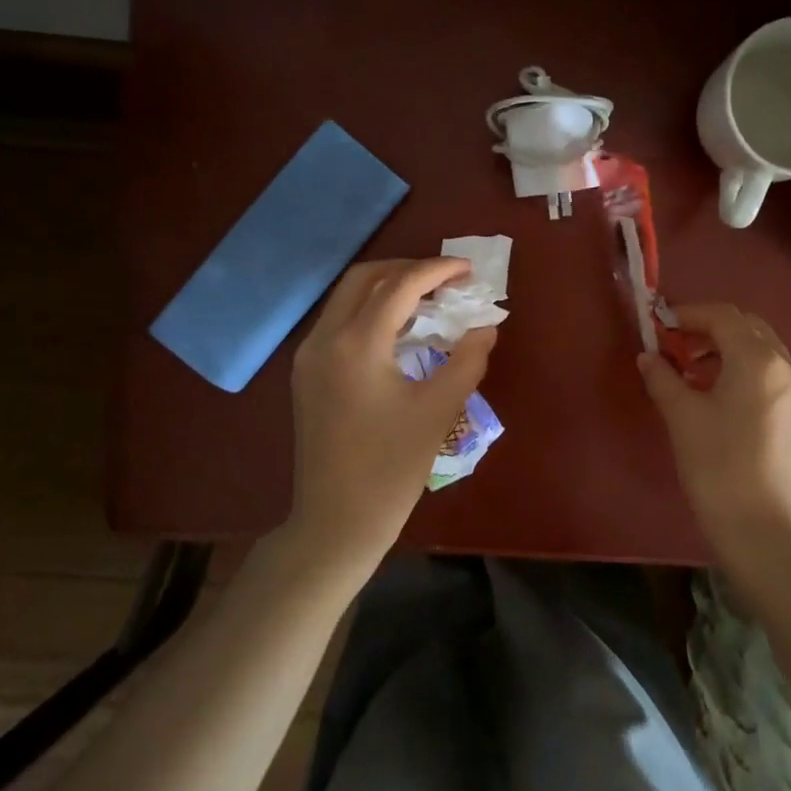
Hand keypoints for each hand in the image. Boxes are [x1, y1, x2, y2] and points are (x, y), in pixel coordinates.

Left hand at [288, 258, 496, 565]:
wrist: (335, 521)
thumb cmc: (391, 468)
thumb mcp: (438, 411)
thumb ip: (467, 360)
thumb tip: (485, 327)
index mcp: (356, 345)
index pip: (400, 286)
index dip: (437, 271)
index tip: (469, 270)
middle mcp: (324, 339)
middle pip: (364, 278)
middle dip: (407, 269)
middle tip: (446, 280)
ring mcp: (308, 357)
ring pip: (346, 298)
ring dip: (386, 288)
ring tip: (428, 299)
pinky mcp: (305, 374)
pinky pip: (338, 322)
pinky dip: (369, 311)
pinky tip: (398, 330)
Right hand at [638, 304, 790, 557]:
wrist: (761, 528)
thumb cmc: (716, 465)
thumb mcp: (681, 416)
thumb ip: (662, 377)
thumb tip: (648, 357)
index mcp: (758, 360)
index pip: (723, 316)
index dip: (689, 314)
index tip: (662, 324)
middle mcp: (789, 368)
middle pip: (749, 329)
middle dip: (711, 330)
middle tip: (678, 348)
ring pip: (765, 354)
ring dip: (730, 352)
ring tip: (698, 376)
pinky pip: (777, 381)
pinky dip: (750, 376)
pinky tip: (727, 403)